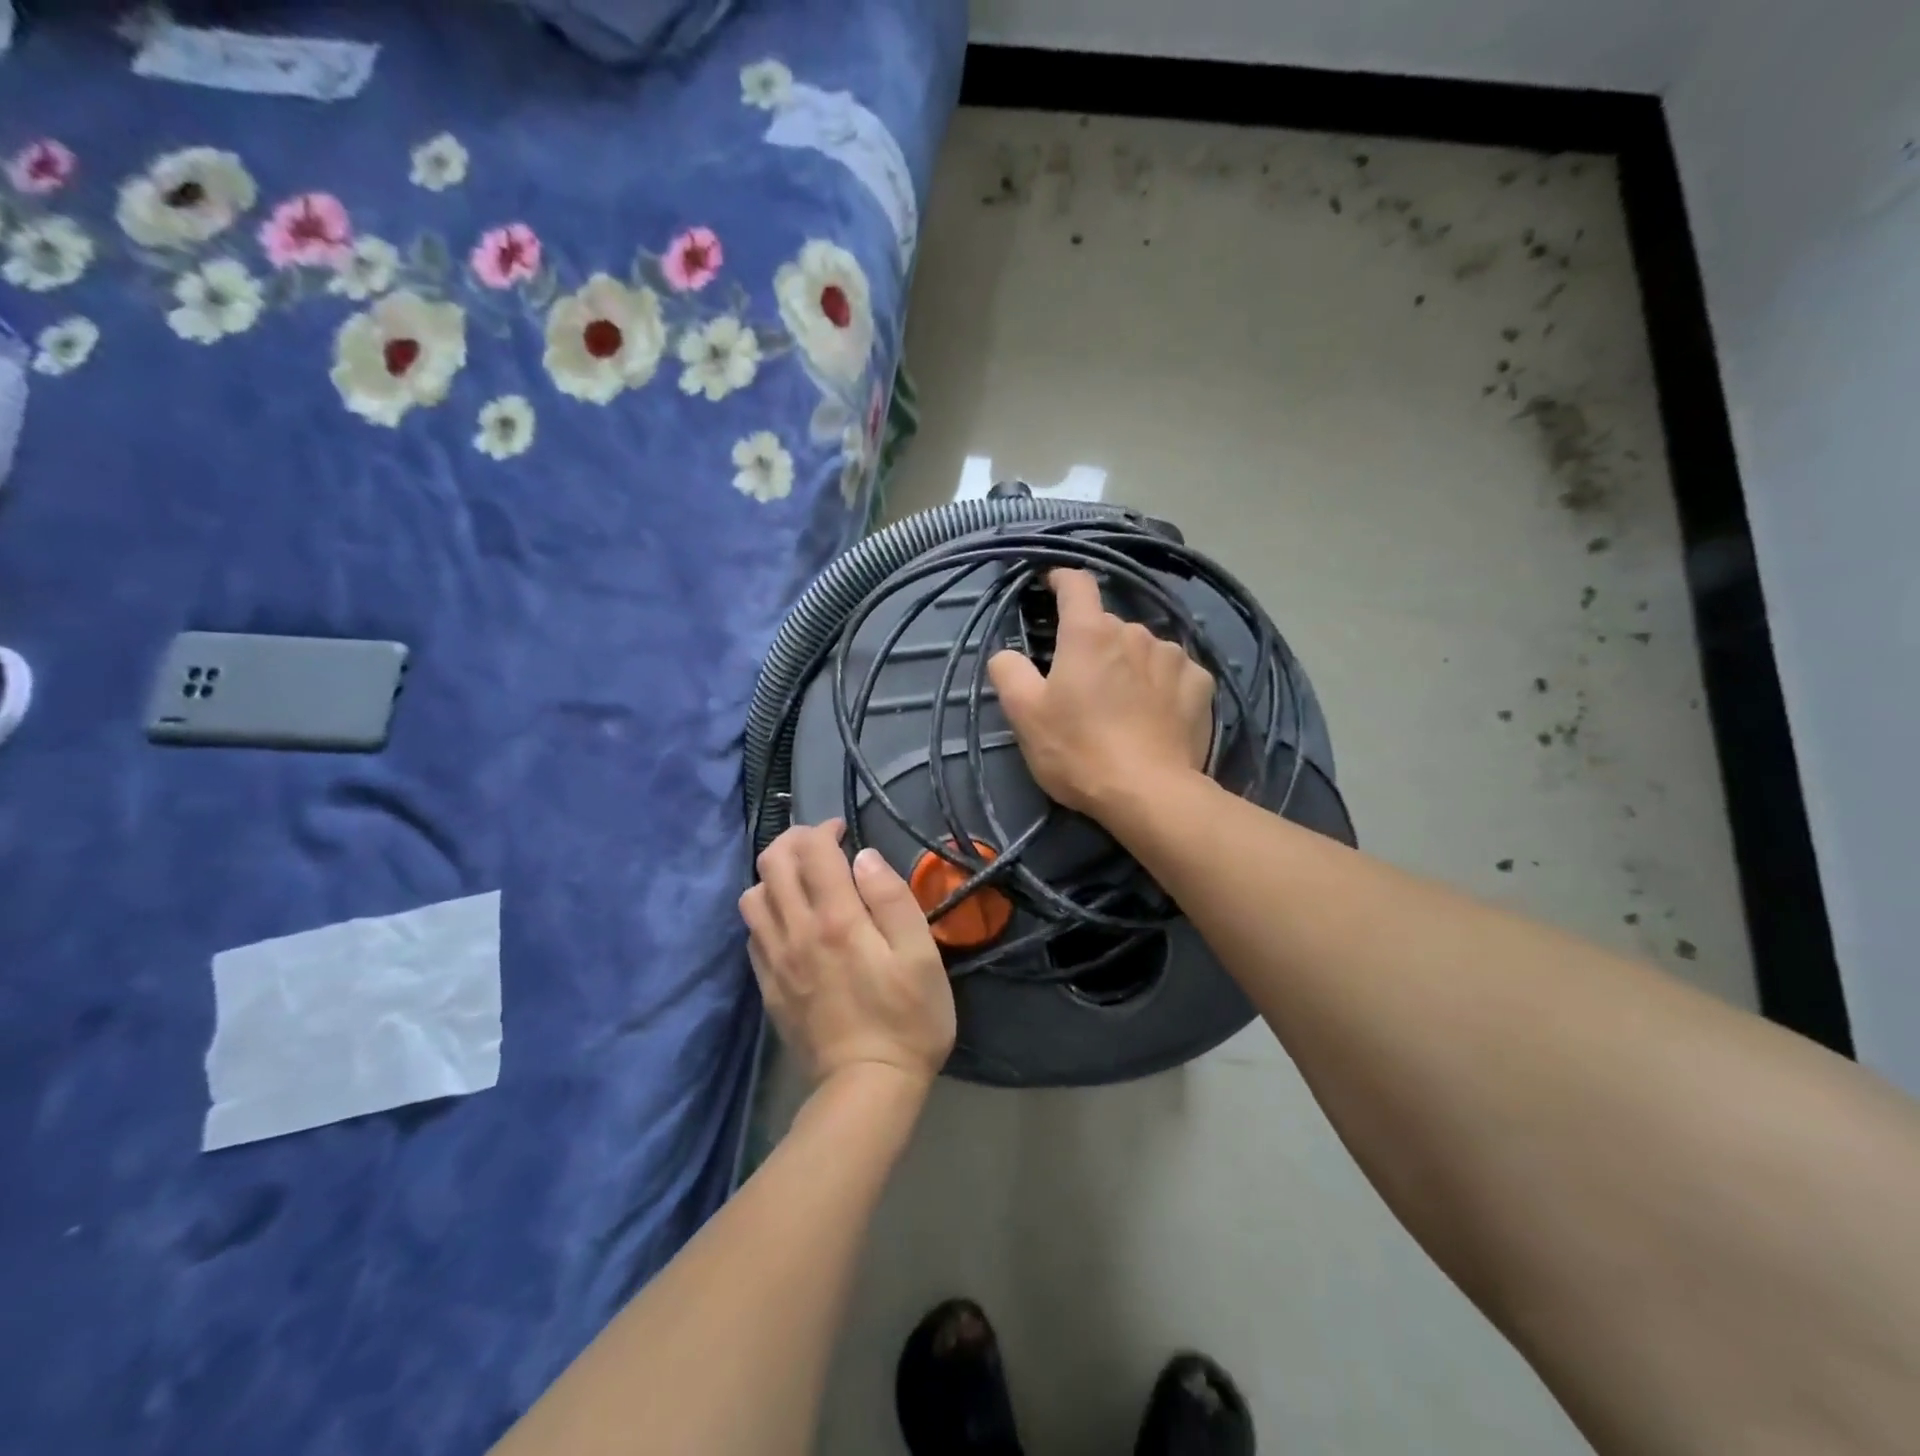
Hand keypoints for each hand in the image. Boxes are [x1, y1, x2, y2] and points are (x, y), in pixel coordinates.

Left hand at [739, 822, 955, 1091]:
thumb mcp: (922, 955)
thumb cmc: (908, 1019)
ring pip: (752, 895)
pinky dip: (766, 912)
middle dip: (793, 841)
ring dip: (773, 876)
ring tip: (803, 883)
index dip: (824, 828)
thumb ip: (893, 899)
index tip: (844, 830)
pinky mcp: (767, 985)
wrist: (866, 1088)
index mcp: (837, 918)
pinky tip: (791, 922)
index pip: (812, 850)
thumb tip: (865, 857)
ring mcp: (775, 960)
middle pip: (771, 863)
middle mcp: (796, 930)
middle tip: (820, 847)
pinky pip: (752, 932)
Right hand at [987, 568, 1214, 816]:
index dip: (1061, 579)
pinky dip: (1163, 685)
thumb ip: (1008, 672)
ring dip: (1129, 665)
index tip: (1051, 585)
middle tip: (1082, 687)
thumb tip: (1007, 654)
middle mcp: (1135, 632)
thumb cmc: (1078, 751)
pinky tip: (1157, 715)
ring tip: (1123, 706)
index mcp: (1089, 633)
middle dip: (1092, 646)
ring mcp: (1174, 656)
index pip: (1076, 584)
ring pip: (1142, 649)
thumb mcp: (1025, 715)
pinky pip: (1175, 672)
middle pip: (1107, 626)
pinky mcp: (1201, 684)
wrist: (1149, 794)